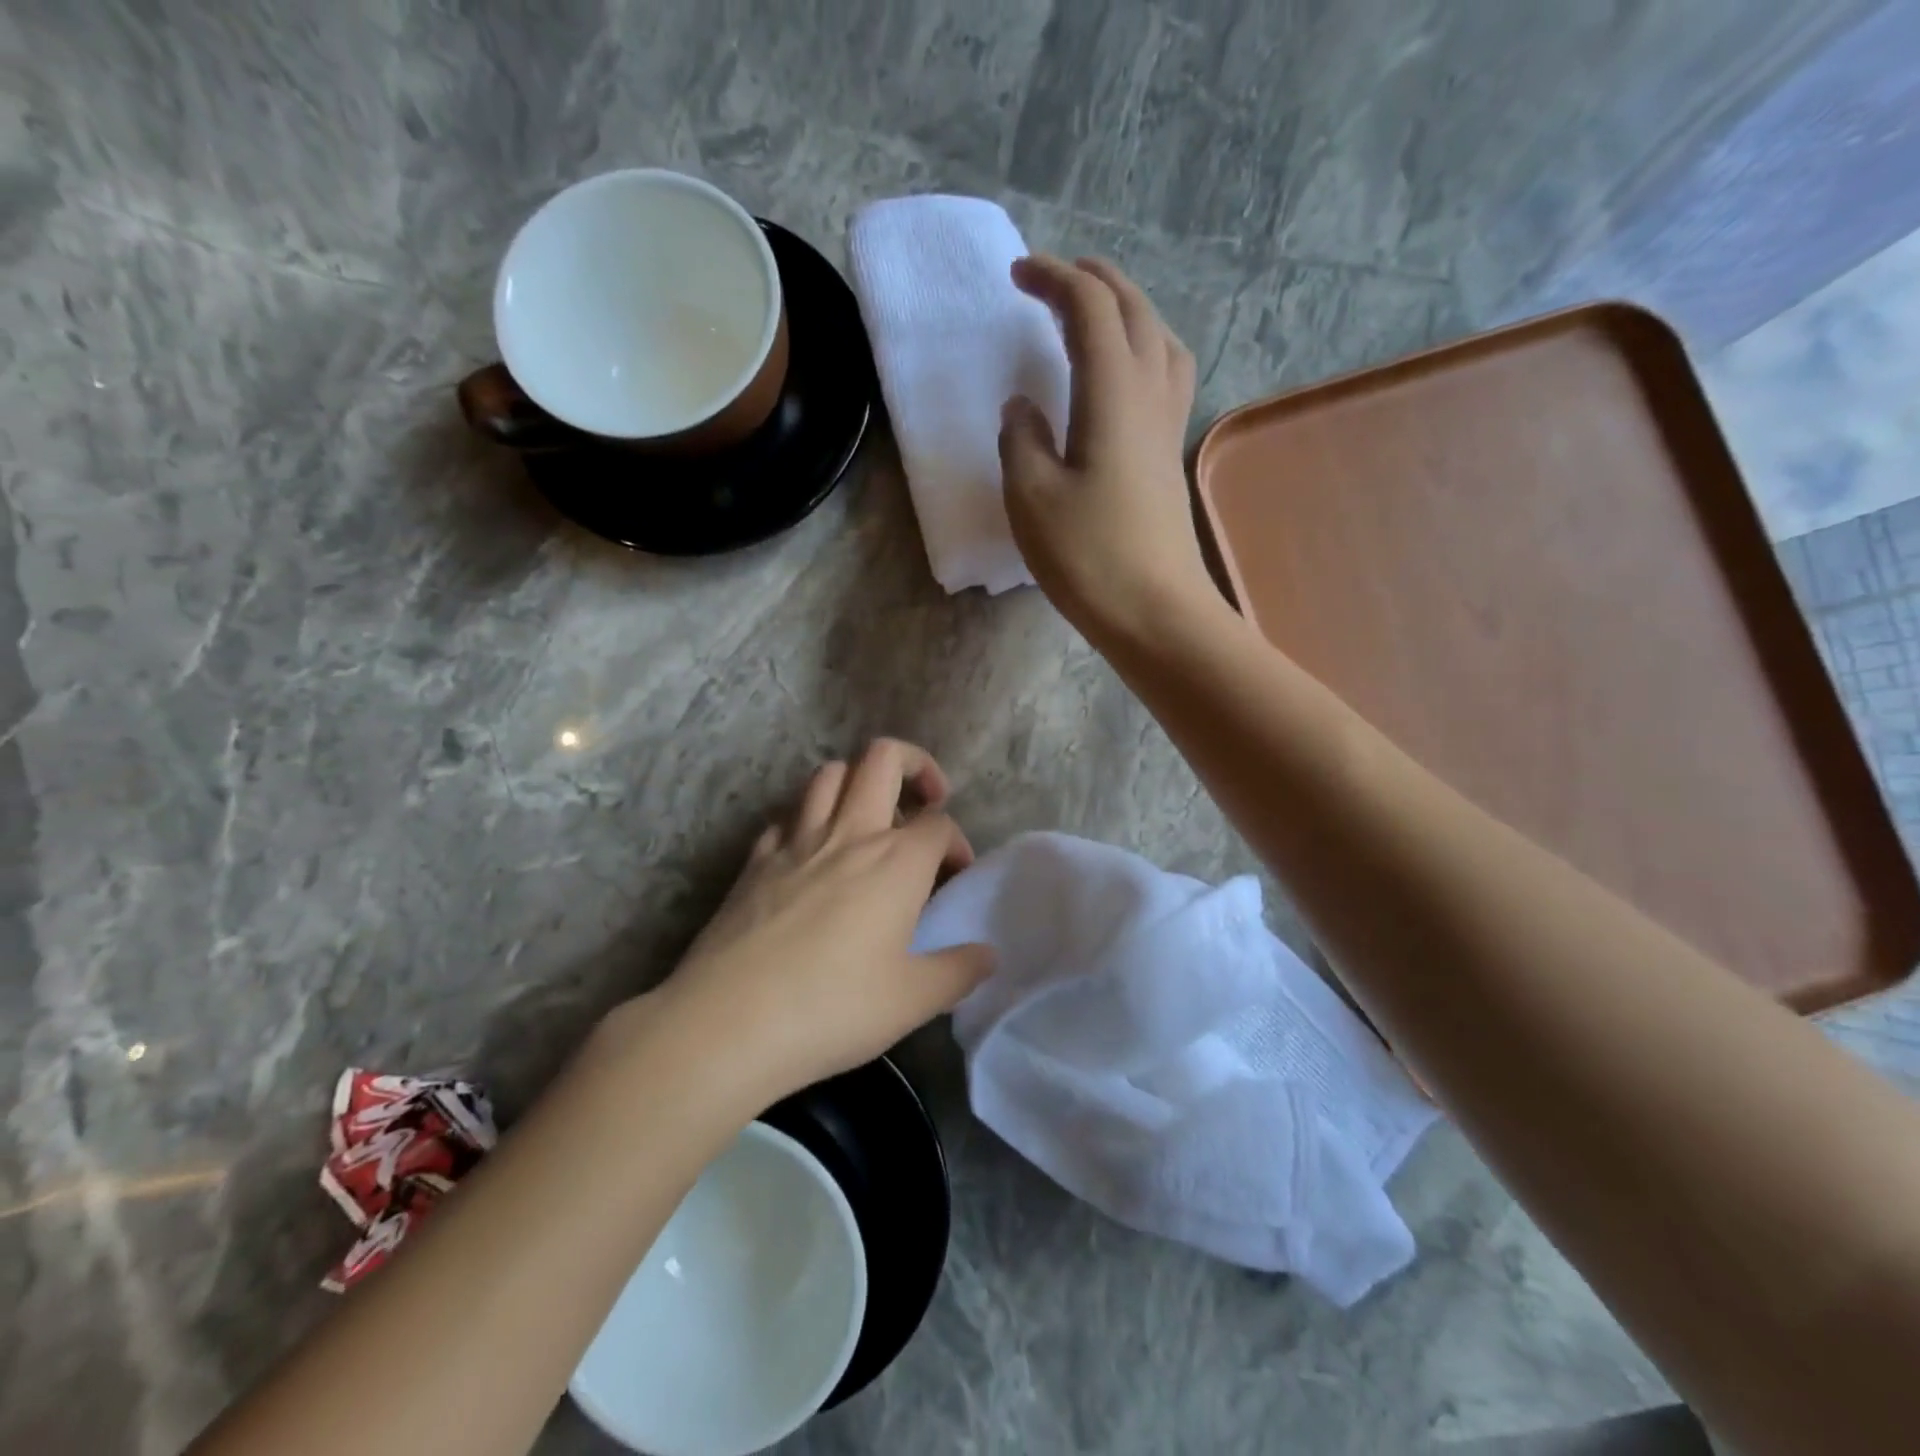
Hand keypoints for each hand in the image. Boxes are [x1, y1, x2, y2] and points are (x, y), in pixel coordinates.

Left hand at [627, 740, 994, 1106]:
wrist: (729, 1022)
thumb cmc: (833, 1008)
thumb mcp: (912, 1000)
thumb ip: (958, 971)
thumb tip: (988, 955)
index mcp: (896, 861)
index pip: (939, 823)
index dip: (957, 842)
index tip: (955, 875)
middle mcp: (849, 833)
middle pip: (883, 758)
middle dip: (914, 763)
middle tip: (926, 798)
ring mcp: (796, 840)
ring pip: (829, 773)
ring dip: (857, 781)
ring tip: (869, 817)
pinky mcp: (755, 859)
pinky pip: (787, 816)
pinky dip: (807, 819)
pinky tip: (811, 853)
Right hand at [999, 255, 1214, 642]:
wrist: (1156, 612)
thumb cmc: (1089, 556)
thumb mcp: (1032, 498)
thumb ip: (1021, 440)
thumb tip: (1024, 407)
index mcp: (1112, 392)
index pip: (1090, 308)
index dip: (1055, 279)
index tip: (1018, 276)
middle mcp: (1150, 395)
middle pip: (1134, 311)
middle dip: (1095, 281)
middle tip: (1055, 279)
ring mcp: (1168, 426)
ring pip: (1160, 339)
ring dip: (1127, 311)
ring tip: (1094, 317)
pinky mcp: (1170, 456)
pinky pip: (1166, 376)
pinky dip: (1143, 350)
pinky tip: (1123, 377)